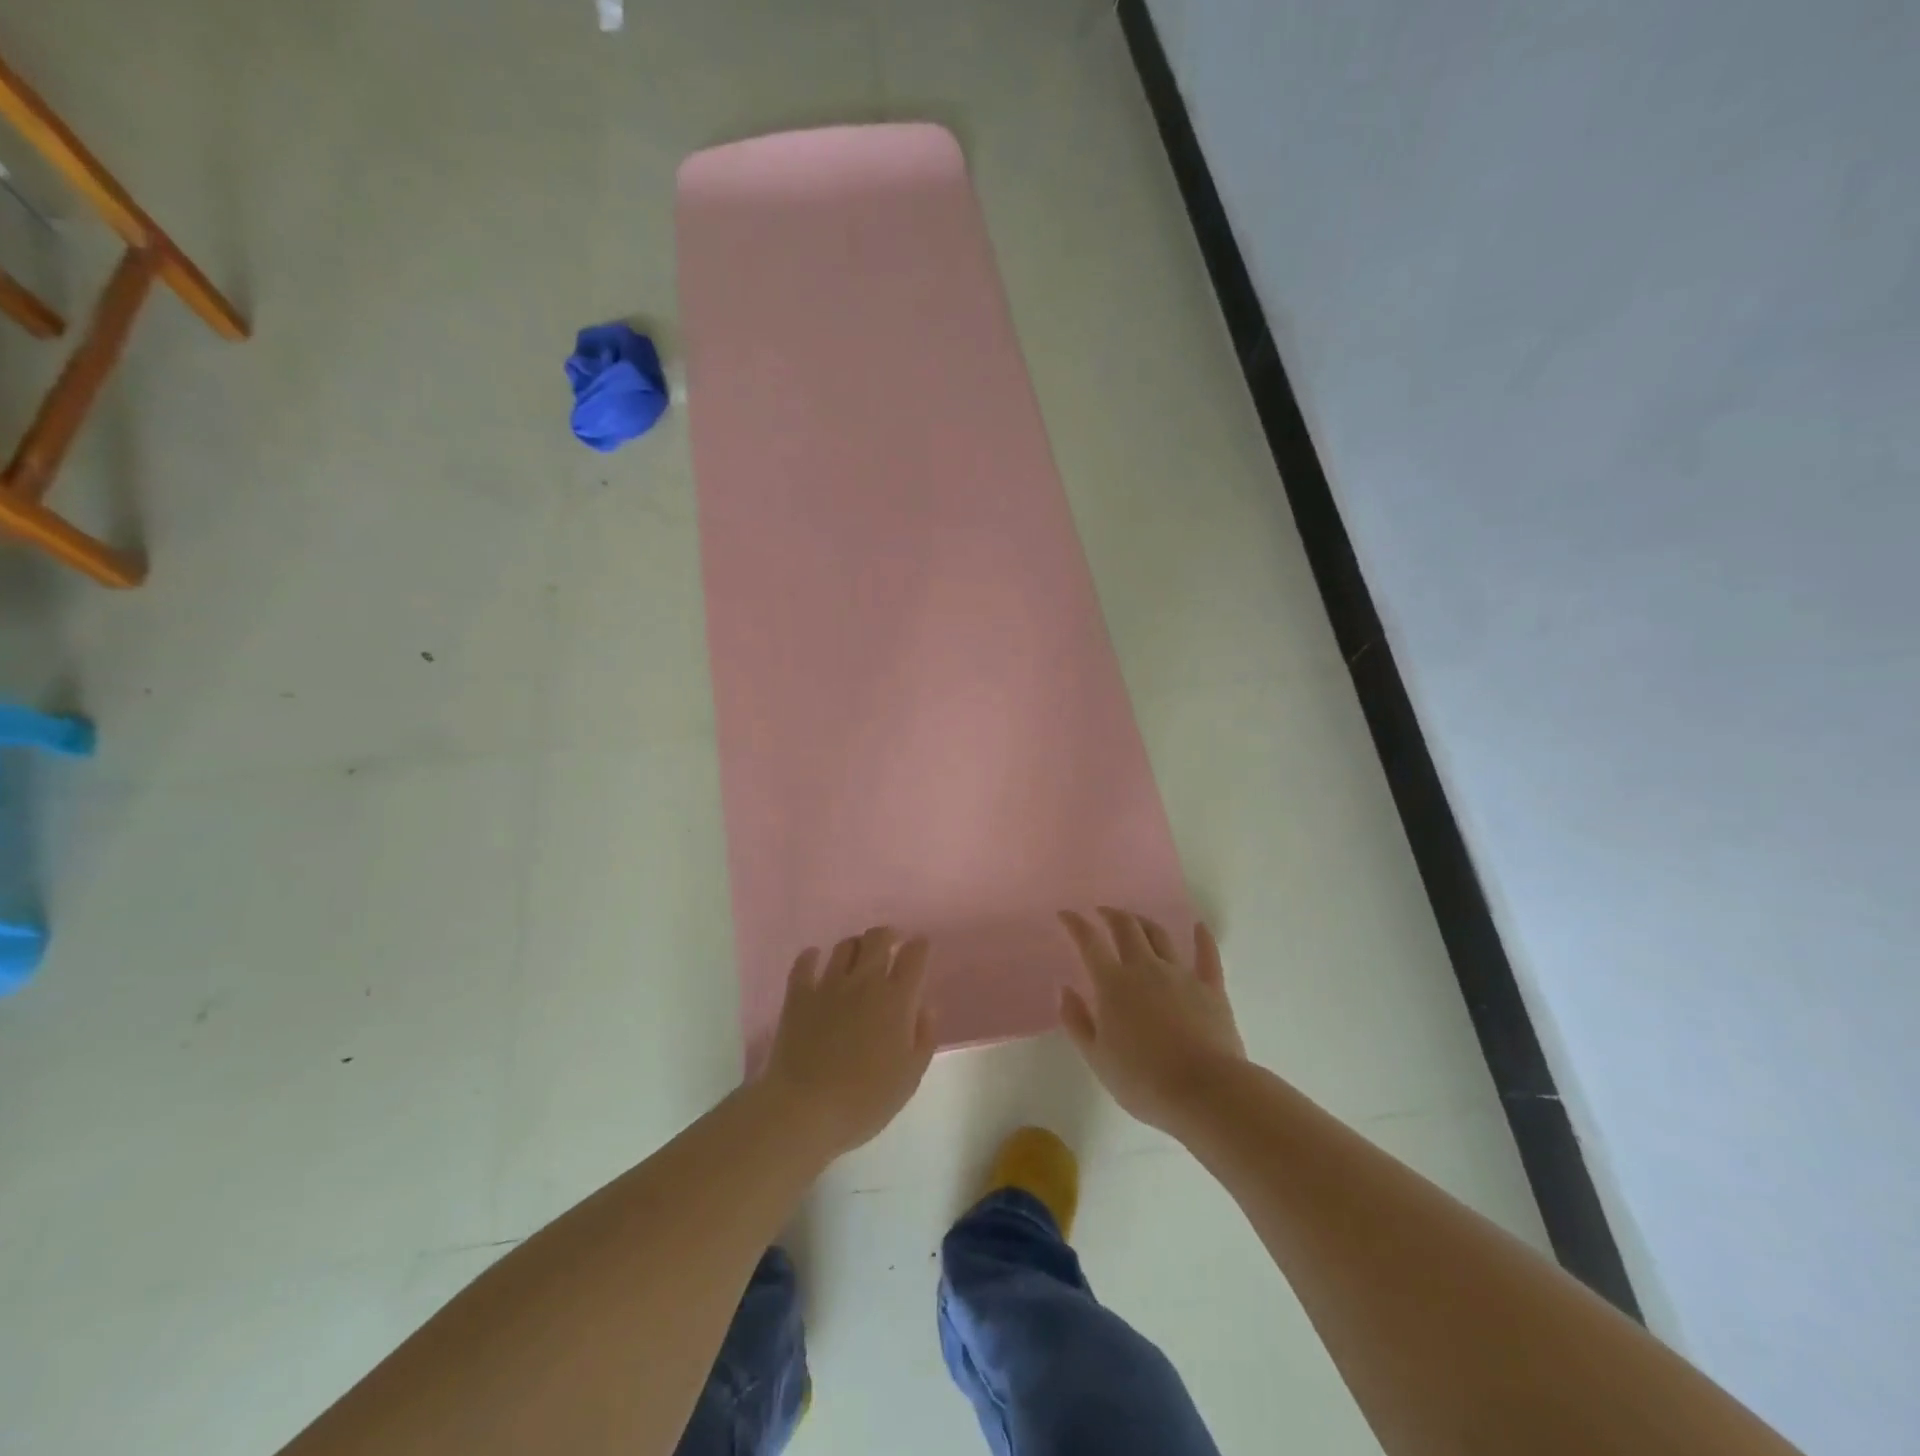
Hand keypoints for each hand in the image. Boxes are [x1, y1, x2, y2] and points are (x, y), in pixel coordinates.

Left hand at [761, 926, 935, 1157]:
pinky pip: (804, 962)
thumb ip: (923, 1037)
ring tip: (858, 959)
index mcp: (896, 1000)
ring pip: (845, 946)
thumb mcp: (909, 1077)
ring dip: (856, 947)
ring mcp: (828, 985)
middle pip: (878, 938)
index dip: (919, 946)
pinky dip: (812, 957)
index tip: (920, 948)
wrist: (804, 1110)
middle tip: (891, 946)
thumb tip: (924, 1008)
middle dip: (888, 936)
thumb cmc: (864, 1100)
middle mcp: (864, 982)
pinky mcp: (798, 995)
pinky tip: (815, 961)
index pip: (914, 955)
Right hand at [1058, 908, 1245, 1136]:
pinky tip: (1199, 927)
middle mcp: (1146, 969)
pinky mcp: (1211, 987)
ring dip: (1144, 922)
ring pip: (1160, 936)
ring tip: (1136, 921)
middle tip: (1102, 912)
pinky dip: (1202, 938)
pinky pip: (1207, 955)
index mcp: (1113, 984)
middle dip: (1111, 914)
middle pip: (1127, 928)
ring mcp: (1181, 975)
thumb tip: (1065, 989)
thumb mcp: (1097, 1058)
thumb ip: (1077, 1021)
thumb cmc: (1144, 1081)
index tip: (1066, 914)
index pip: (1089, 943)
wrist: (1205, 1092)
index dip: (1075, 924)